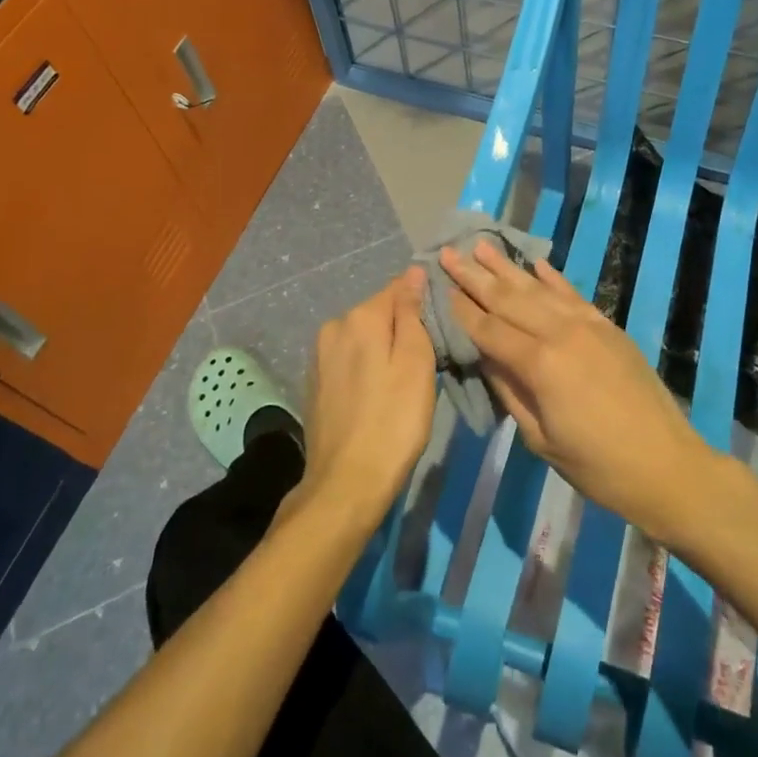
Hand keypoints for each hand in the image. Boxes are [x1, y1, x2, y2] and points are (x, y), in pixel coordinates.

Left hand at [297, 268, 436, 532]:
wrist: (346, 483)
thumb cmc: (394, 421)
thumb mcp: (416, 363)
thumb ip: (412, 313)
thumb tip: (412, 273)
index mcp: (359, 317)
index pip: (398, 288)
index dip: (423, 302)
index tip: (442, 326)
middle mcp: (333, 327)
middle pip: (379, 313)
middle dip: (403, 328)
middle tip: (428, 360)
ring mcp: (319, 356)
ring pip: (364, 338)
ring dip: (384, 349)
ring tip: (405, 381)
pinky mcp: (315, 383)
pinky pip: (350, 360)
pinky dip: (367, 368)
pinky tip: (379, 395)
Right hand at [439, 241, 717, 541]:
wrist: (667, 465)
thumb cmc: (597, 466)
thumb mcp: (541, 438)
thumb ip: (509, 390)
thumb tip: (484, 356)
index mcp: (540, 364)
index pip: (488, 329)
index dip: (462, 309)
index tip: (438, 285)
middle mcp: (561, 332)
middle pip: (509, 299)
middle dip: (475, 276)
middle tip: (447, 252)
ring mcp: (588, 325)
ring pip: (538, 288)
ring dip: (507, 267)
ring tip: (481, 246)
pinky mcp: (608, 326)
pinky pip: (572, 294)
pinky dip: (552, 277)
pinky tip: (535, 263)